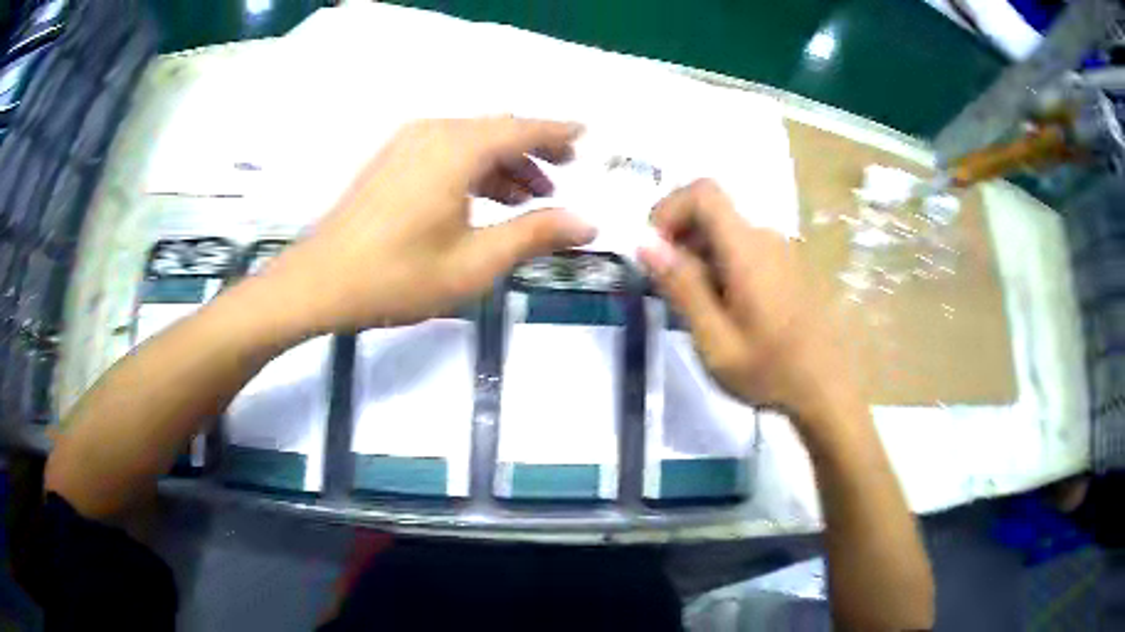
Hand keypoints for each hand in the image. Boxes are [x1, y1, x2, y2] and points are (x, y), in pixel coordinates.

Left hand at [260, 117, 596, 333]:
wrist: (320, 282)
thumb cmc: (398, 276)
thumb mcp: (475, 262)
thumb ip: (534, 235)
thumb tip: (587, 223)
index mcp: (457, 149)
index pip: (522, 129)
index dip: (558, 132)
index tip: (587, 136)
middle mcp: (434, 132)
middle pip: (497, 129)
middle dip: (535, 148)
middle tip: (564, 173)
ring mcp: (407, 143)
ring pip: (471, 139)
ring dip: (505, 161)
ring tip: (530, 196)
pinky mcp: (391, 159)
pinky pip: (446, 149)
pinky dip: (474, 166)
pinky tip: (484, 198)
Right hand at [638, 179, 854, 422]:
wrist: (827, 389)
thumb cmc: (770, 371)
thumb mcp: (715, 340)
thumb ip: (682, 287)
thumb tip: (645, 242)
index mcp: (747, 249)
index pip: (703, 192)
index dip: (669, 208)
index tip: (656, 250)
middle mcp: (765, 237)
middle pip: (712, 212)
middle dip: (680, 240)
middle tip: (672, 292)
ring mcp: (781, 250)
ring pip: (726, 232)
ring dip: (700, 257)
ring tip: (698, 309)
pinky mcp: (787, 265)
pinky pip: (744, 248)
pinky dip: (721, 265)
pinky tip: (726, 310)